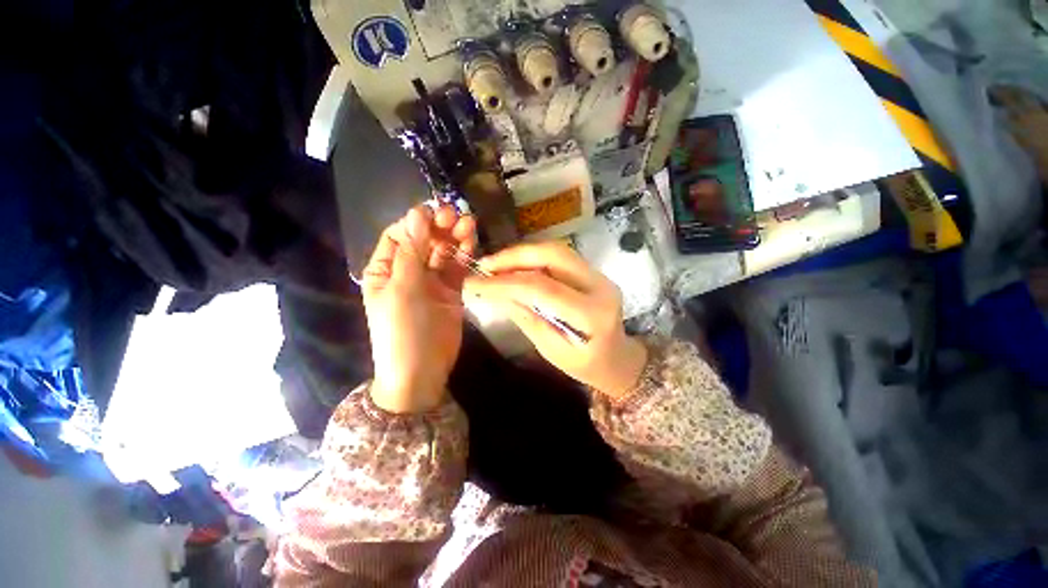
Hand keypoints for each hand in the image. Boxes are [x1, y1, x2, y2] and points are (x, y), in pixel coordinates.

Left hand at [362, 204, 476, 412]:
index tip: (436, 212)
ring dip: (455, 237)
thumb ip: (412, 251)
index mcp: (386, 269)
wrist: (422, 370)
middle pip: (425, 240)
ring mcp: (433, 281)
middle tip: (457, 217)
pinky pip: (458, 267)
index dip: (417, 222)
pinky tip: (472, 243)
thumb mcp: (403, 288)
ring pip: (444, 252)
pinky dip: (465, 255)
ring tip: (469, 225)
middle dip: (440, 227)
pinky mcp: (453, 290)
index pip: (400, 235)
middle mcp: (409, 271)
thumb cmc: (403, 330)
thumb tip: (417, 213)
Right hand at [464, 243, 647, 398]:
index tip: (475, 284)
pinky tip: (514, 266)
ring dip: (521, 254)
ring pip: (555, 250)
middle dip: (513, 257)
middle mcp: (599, 285)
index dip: (505, 283)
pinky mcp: (591, 271)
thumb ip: (527, 318)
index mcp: (592, 313)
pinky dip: (532, 258)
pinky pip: (558, 256)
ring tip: (494, 265)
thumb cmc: (586, 365)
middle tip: (484, 266)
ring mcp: (598, 274)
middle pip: (552, 255)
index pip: (543, 288)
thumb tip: (497, 292)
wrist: (619, 359)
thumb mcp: (552, 351)